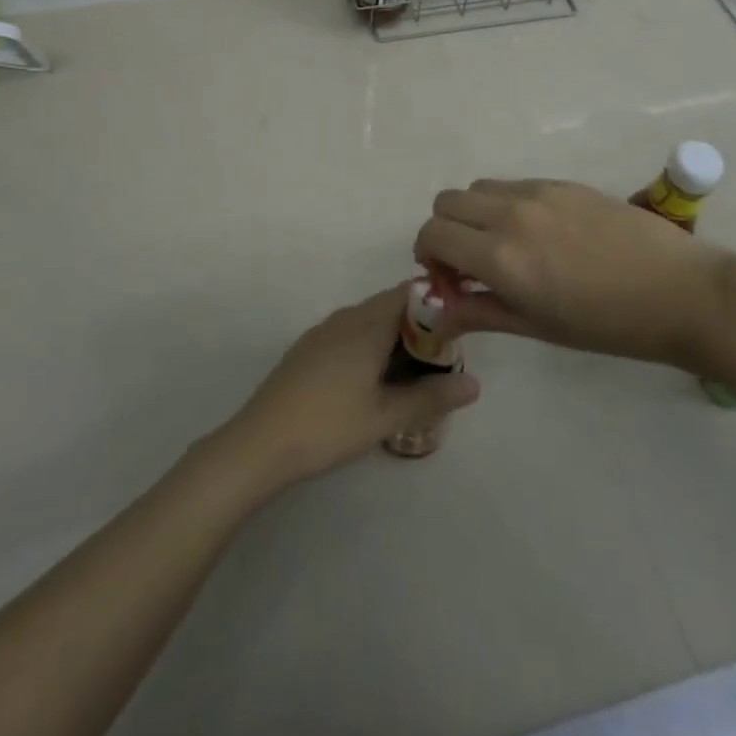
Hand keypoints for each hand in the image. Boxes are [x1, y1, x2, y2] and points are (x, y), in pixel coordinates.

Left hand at [215, 286, 479, 493]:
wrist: (260, 442)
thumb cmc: (328, 425)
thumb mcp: (386, 416)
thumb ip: (431, 397)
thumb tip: (475, 383)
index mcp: (367, 323)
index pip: (410, 293)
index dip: (437, 303)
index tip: (460, 327)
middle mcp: (346, 317)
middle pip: (390, 305)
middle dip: (419, 325)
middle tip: (443, 358)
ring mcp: (323, 331)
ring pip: (369, 320)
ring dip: (394, 336)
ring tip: (415, 371)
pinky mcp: (308, 349)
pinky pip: (350, 332)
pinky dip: (371, 345)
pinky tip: (374, 379)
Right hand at [415, 178, 735, 374]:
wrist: (680, 291)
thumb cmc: (608, 325)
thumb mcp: (537, 327)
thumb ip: (479, 311)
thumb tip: (438, 310)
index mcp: (500, 257)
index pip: (432, 234)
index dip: (428, 256)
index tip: (449, 279)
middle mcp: (509, 214)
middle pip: (446, 201)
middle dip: (446, 230)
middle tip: (471, 262)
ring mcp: (538, 192)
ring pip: (478, 188)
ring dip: (475, 214)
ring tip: (506, 245)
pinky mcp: (562, 182)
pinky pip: (514, 184)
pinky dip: (507, 205)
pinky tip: (542, 234)